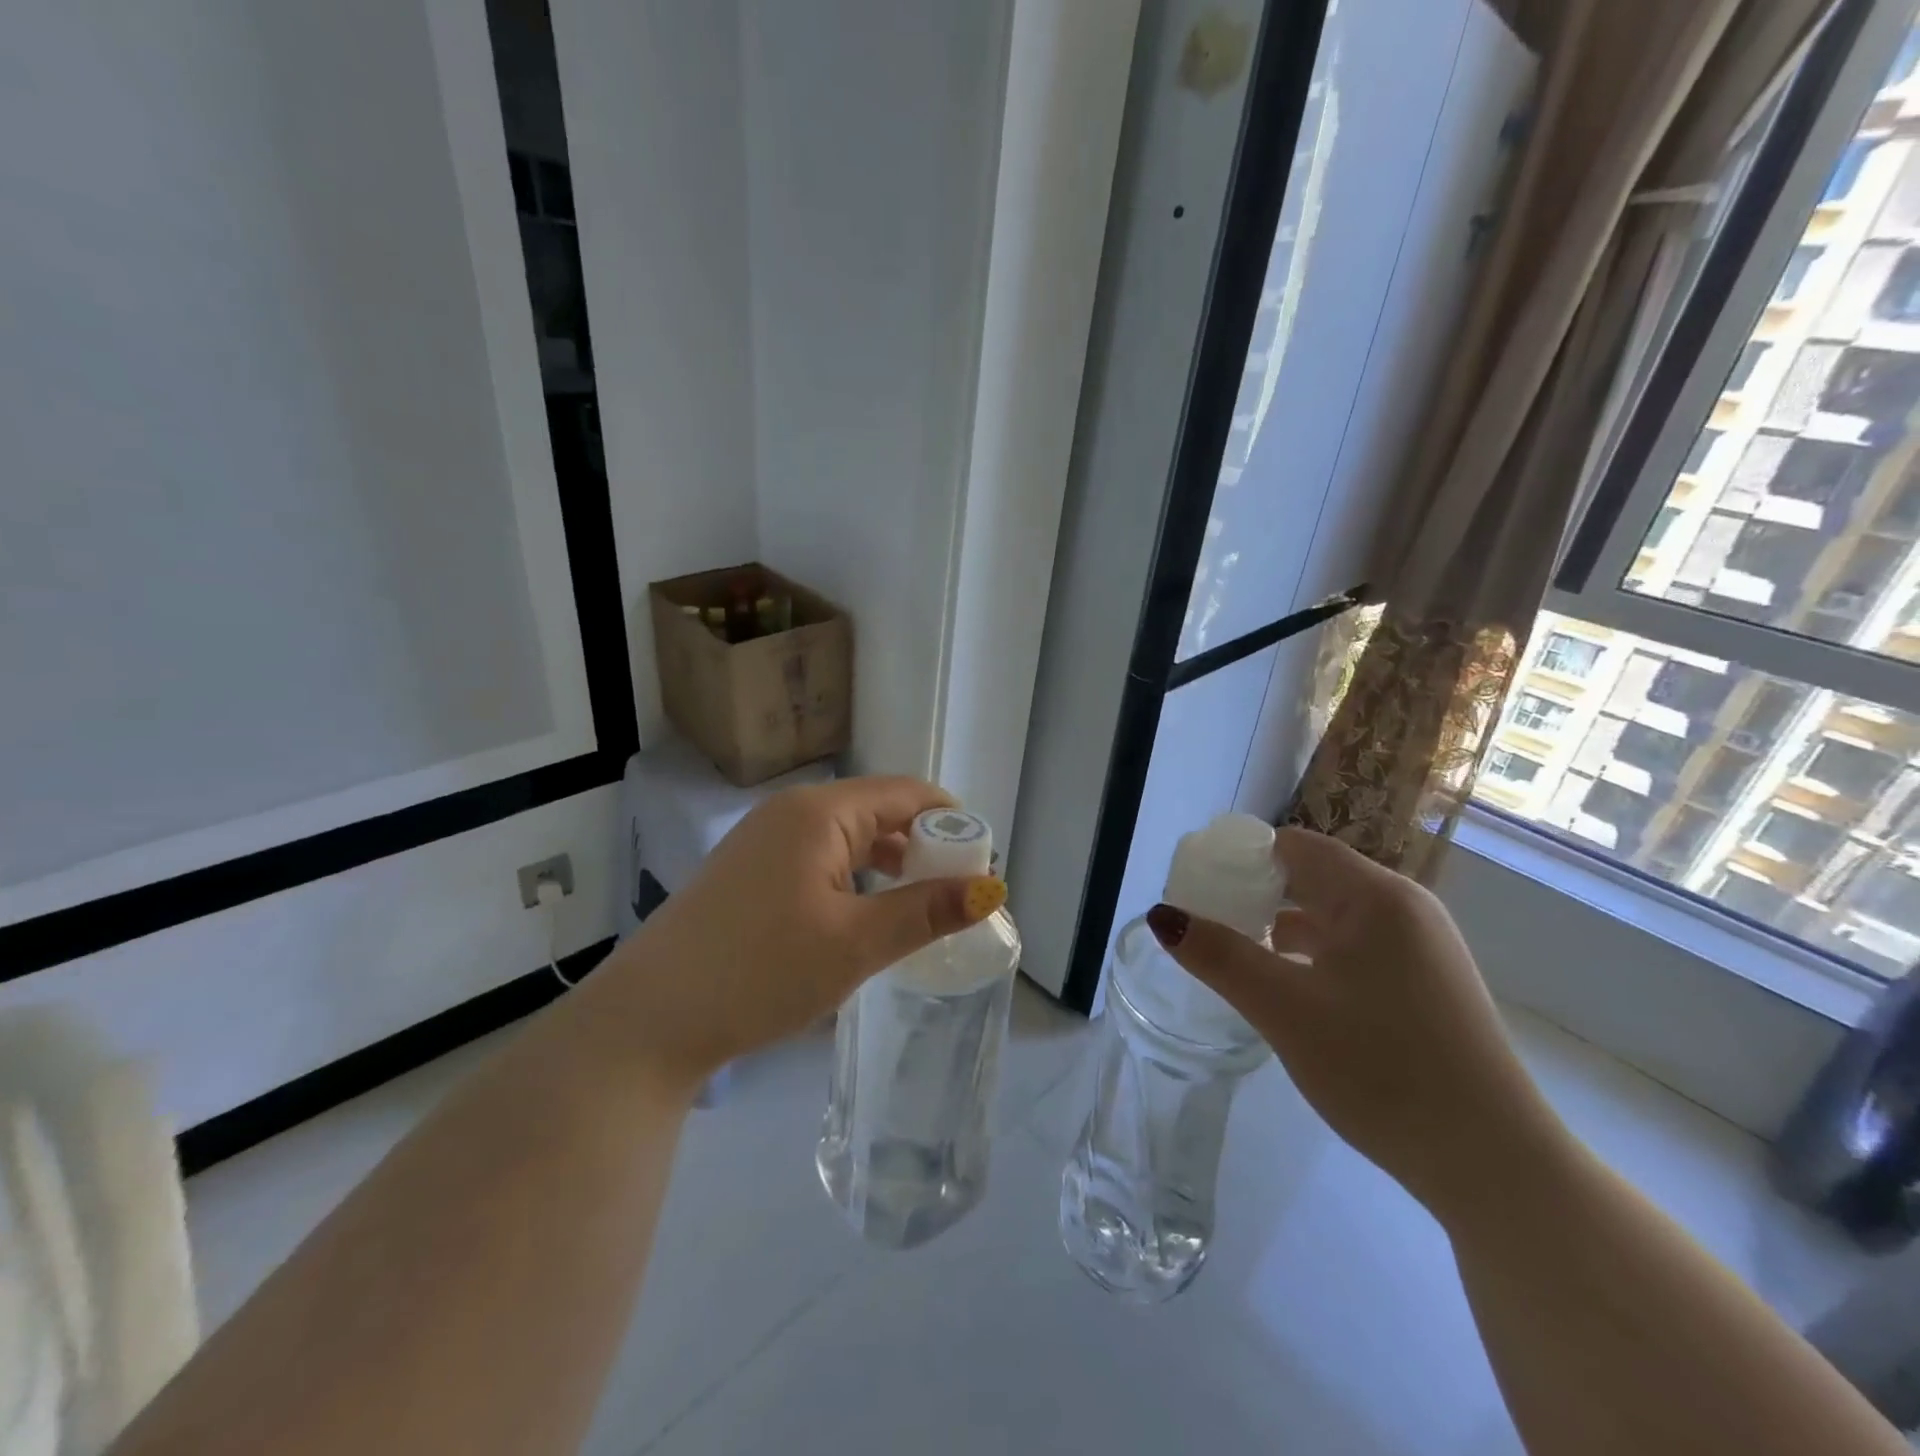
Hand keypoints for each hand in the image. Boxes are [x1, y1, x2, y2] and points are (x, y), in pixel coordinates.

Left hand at [583, 776, 1006, 1095]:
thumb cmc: (761, 971)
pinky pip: (818, 857)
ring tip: (917, 906)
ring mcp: (763, 839)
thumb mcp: (856, 943)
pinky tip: (861, 913)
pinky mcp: (748, 870)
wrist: (649, 1021)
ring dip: (888, 862)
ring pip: (847, 837)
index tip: (981, 864)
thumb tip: (991, 889)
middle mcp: (791, 811)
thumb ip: (926, 910)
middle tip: (955, 893)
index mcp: (820, 811)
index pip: (906, 793)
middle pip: (877, 811)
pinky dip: (853, 877)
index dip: (951, 821)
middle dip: (922, 844)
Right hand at [1145, 828, 1566, 1220]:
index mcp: (1375, 896)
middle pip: (1311, 876)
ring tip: (1235, 952)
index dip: (1238, 858)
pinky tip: (1287, 986)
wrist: (1494, 1166)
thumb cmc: (1382, 1071)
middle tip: (1205, 922)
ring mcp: (1422, 947)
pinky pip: (1356, 946)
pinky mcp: (1427, 984)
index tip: (1195, 887)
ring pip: (1333, 914)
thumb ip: (1218, 955)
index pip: (1291, 847)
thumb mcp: (1284, 1009)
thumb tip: (1161, 914)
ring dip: (1281, 924)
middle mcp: (1404, 908)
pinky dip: (1313, 953)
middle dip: (1254, 893)